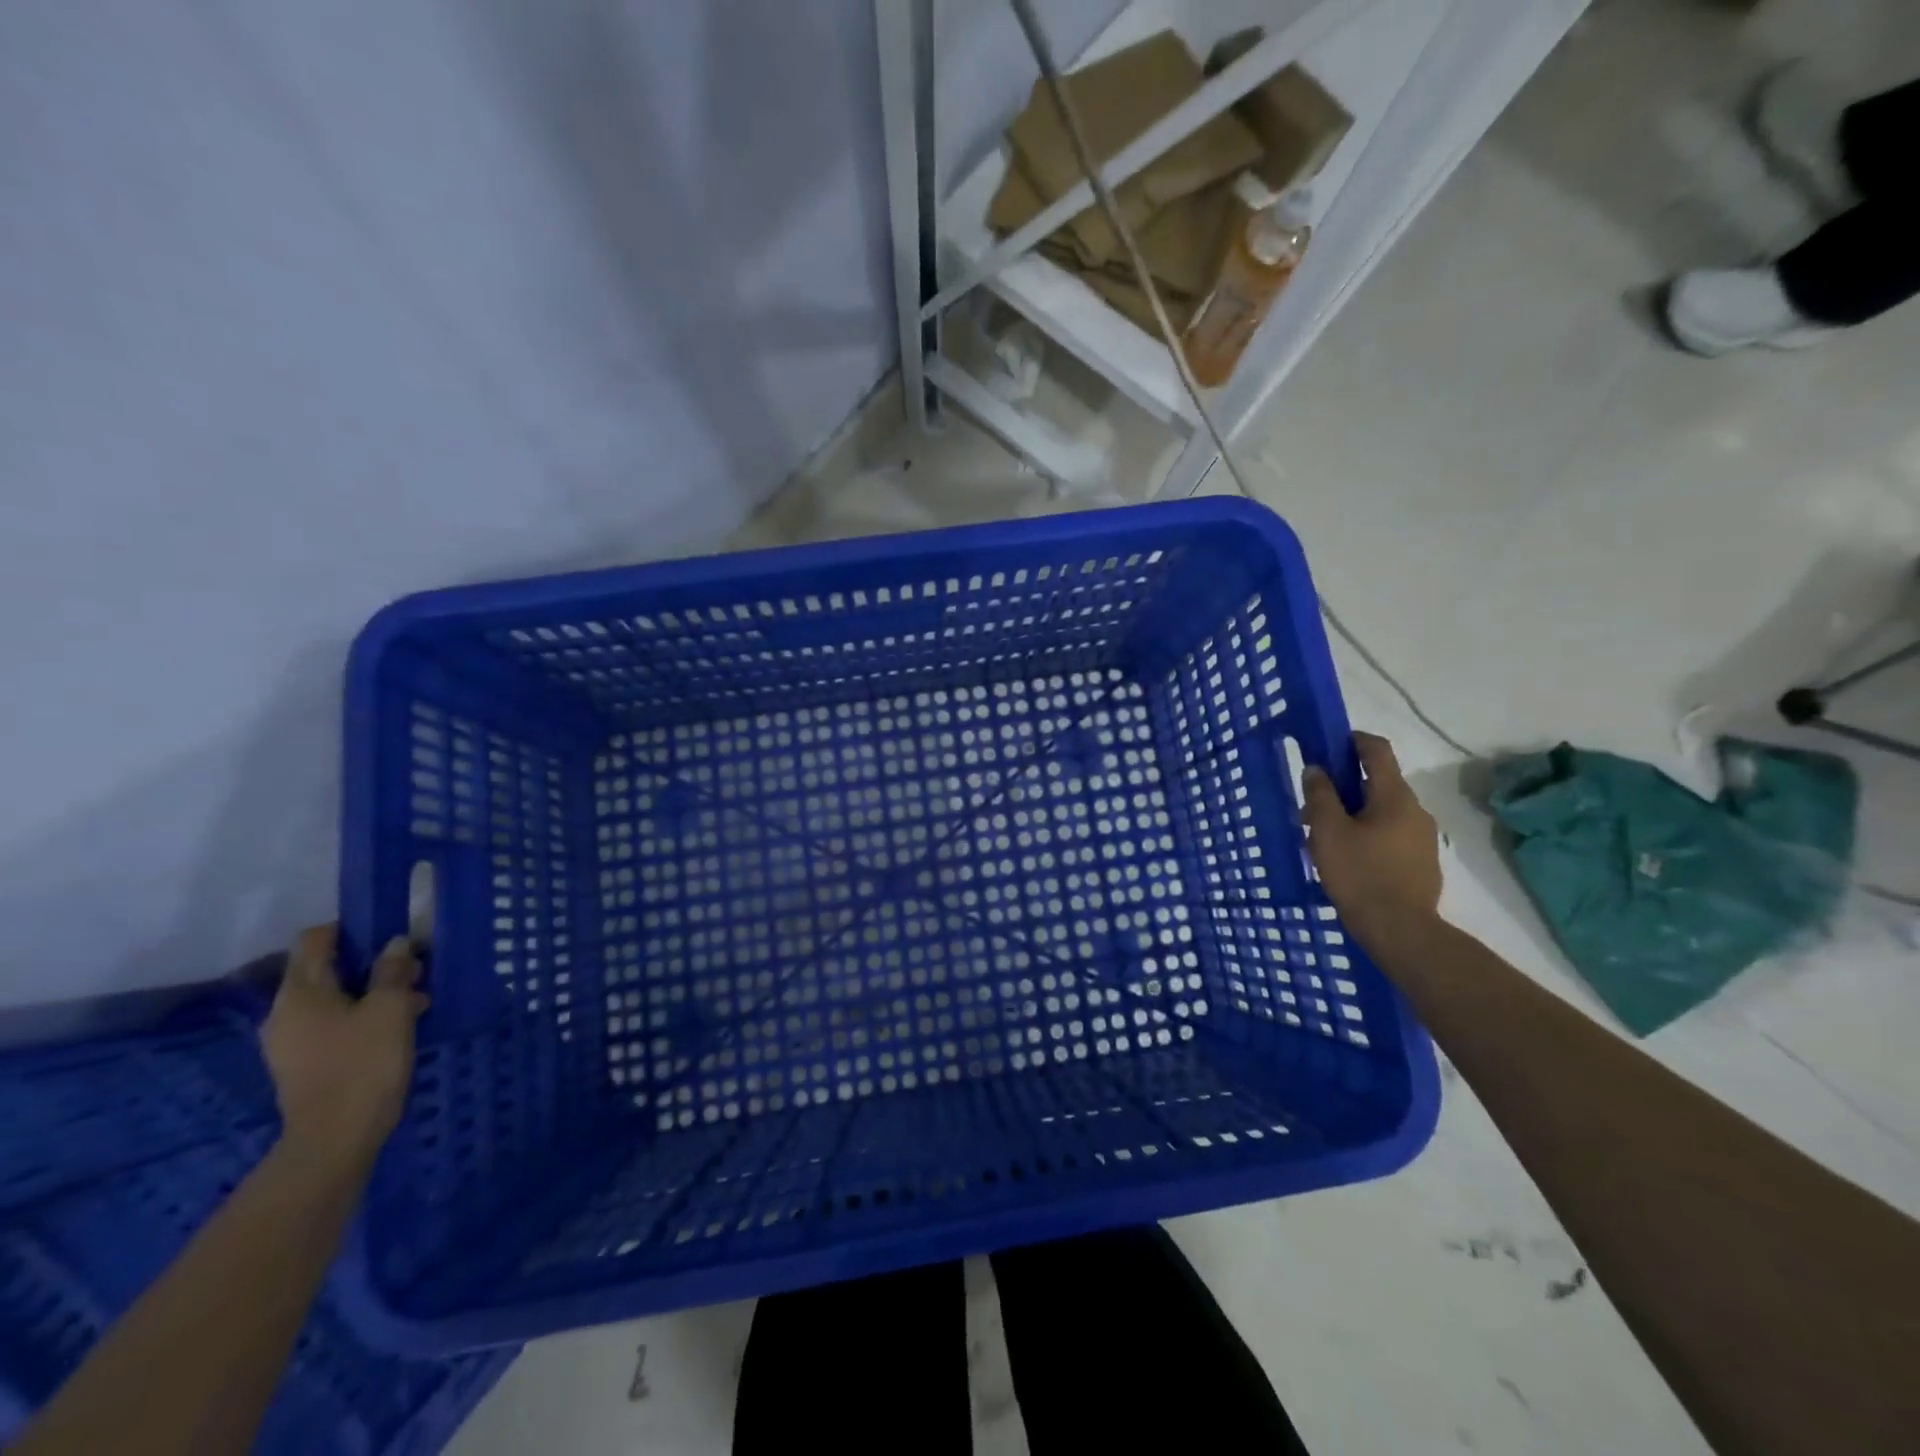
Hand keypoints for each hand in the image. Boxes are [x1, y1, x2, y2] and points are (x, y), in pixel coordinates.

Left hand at [262, 925, 427, 1166]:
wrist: (336, 1137)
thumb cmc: (364, 1062)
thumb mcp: (391, 1008)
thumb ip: (393, 970)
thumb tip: (395, 943)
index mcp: (300, 992)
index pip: (314, 940)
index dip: (351, 929)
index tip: (390, 934)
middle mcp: (285, 1012)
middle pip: (326, 969)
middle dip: (372, 964)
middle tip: (415, 972)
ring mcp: (290, 1041)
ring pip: (334, 999)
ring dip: (373, 992)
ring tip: (415, 1002)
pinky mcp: (303, 1063)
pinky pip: (333, 1024)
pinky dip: (362, 1017)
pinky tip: (395, 1029)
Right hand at [1302, 732, 1442, 945]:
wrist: (1400, 930)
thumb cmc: (1359, 874)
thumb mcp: (1327, 831)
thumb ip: (1320, 795)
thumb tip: (1317, 769)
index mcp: (1394, 796)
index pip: (1377, 750)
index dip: (1351, 740)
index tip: (1325, 745)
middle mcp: (1415, 810)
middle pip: (1378, 782)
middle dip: (1344, 785)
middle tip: (1311, 803)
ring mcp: (1422, 838)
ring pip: (1382, 811)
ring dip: (1352, 812)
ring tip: (1323, 836)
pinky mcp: (1421, 862)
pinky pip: (1389, 834)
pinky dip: (1366, 833)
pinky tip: (1346, 857)